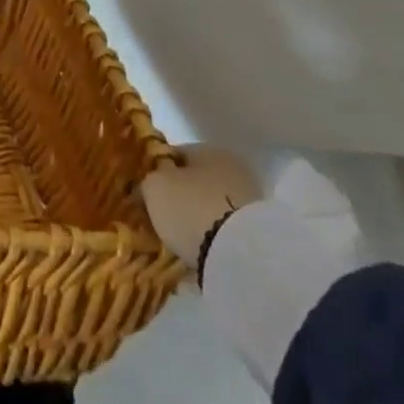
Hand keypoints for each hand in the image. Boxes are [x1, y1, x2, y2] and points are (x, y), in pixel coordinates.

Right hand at [140, 147, 262, 279]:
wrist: (240, 254)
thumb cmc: (190, 208)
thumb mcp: (154, 187)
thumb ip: (148, 180)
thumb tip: (149, 184)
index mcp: (207, 148)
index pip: (173, 153)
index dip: (155, 170)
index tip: (144, 190)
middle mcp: (232, 168)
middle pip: (195, 180)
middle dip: (178, 195)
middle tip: (159, 214)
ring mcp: (250, 200)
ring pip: (210, 204)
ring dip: (196, 216)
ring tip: (178, 236)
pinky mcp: (258, 231)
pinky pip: (224, 227)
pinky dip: (211, 234)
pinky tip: (199, 247)